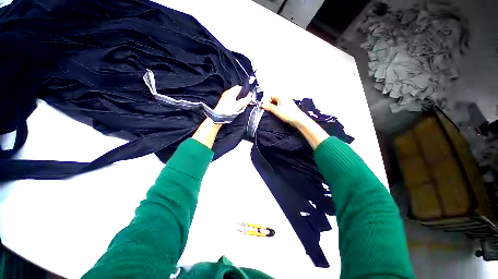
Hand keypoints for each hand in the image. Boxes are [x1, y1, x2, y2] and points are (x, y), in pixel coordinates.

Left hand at [193, 85, 250, 148]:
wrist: (218, 117)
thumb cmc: (226, 111)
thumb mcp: (238, 106)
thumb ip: (245, 101)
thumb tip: (250, 97)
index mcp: (231, 92)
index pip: (240, 87)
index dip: (245, 91)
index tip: (249, 96)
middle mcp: (227, 92)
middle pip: (237, 91)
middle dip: (242, 95)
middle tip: (246, 101)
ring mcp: (224, 96)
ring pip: (234, 95)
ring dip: (238, 98)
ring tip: (241, 105)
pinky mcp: (223, 101)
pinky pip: (231, 98)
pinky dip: (234, 101)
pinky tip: (235, 107)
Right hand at [261, 94, 307, 126]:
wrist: (298, 120)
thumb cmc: (290, 114)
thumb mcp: (277, 110)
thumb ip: (268, 107)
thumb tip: (262, 104)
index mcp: (280, 95)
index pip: (269, 94)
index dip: (265, 100)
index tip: (263, 106)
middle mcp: (282, 97)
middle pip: (270, 97)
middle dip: (267, 103)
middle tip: (265, 109)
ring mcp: (283, 102)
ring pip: (273, 102)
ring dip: (270, 106)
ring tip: (270, 112)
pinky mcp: (284, 107)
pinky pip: (276, 105)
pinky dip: (273, 108)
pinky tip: (273, 113)